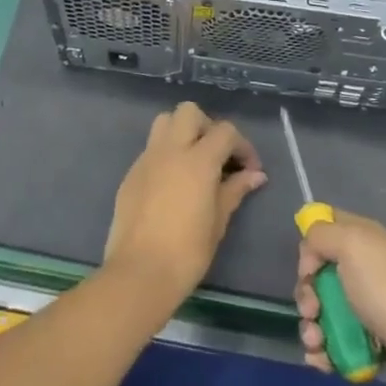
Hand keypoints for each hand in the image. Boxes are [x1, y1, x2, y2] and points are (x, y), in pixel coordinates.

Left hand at [104, 102, 265, 310]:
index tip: (250, 169)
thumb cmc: (187, 251)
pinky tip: (173, 184)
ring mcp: (146, 159)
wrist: (139, 273)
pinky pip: (151, 149)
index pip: (225, 131)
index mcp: (197, 160)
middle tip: (218, 157)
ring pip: (165, 122)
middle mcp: (170, 150)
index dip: (242, 146)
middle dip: (208, 127)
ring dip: (183, 132)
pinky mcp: (131, 174)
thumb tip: (255, 175)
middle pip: (189, 112)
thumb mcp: (219, 221)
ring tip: (195, 162)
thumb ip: (235, 190)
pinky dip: (166, 154)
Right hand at [296, 211, 385, 385]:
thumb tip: (310, 255)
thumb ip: (320, 235)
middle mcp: (361, 267)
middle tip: (313, 310)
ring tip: (317, 343)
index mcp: (358, 238)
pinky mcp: (369, 338)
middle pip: (317, 276)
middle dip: (307, 296)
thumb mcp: (350, 243)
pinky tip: (322, 360)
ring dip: (311, 329)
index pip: (324, 228)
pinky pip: (335, 341)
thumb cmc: (385, 287)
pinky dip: (324, 351)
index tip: (309, 268)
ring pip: (322, 312)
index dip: (309, 246)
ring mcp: (365, 304)